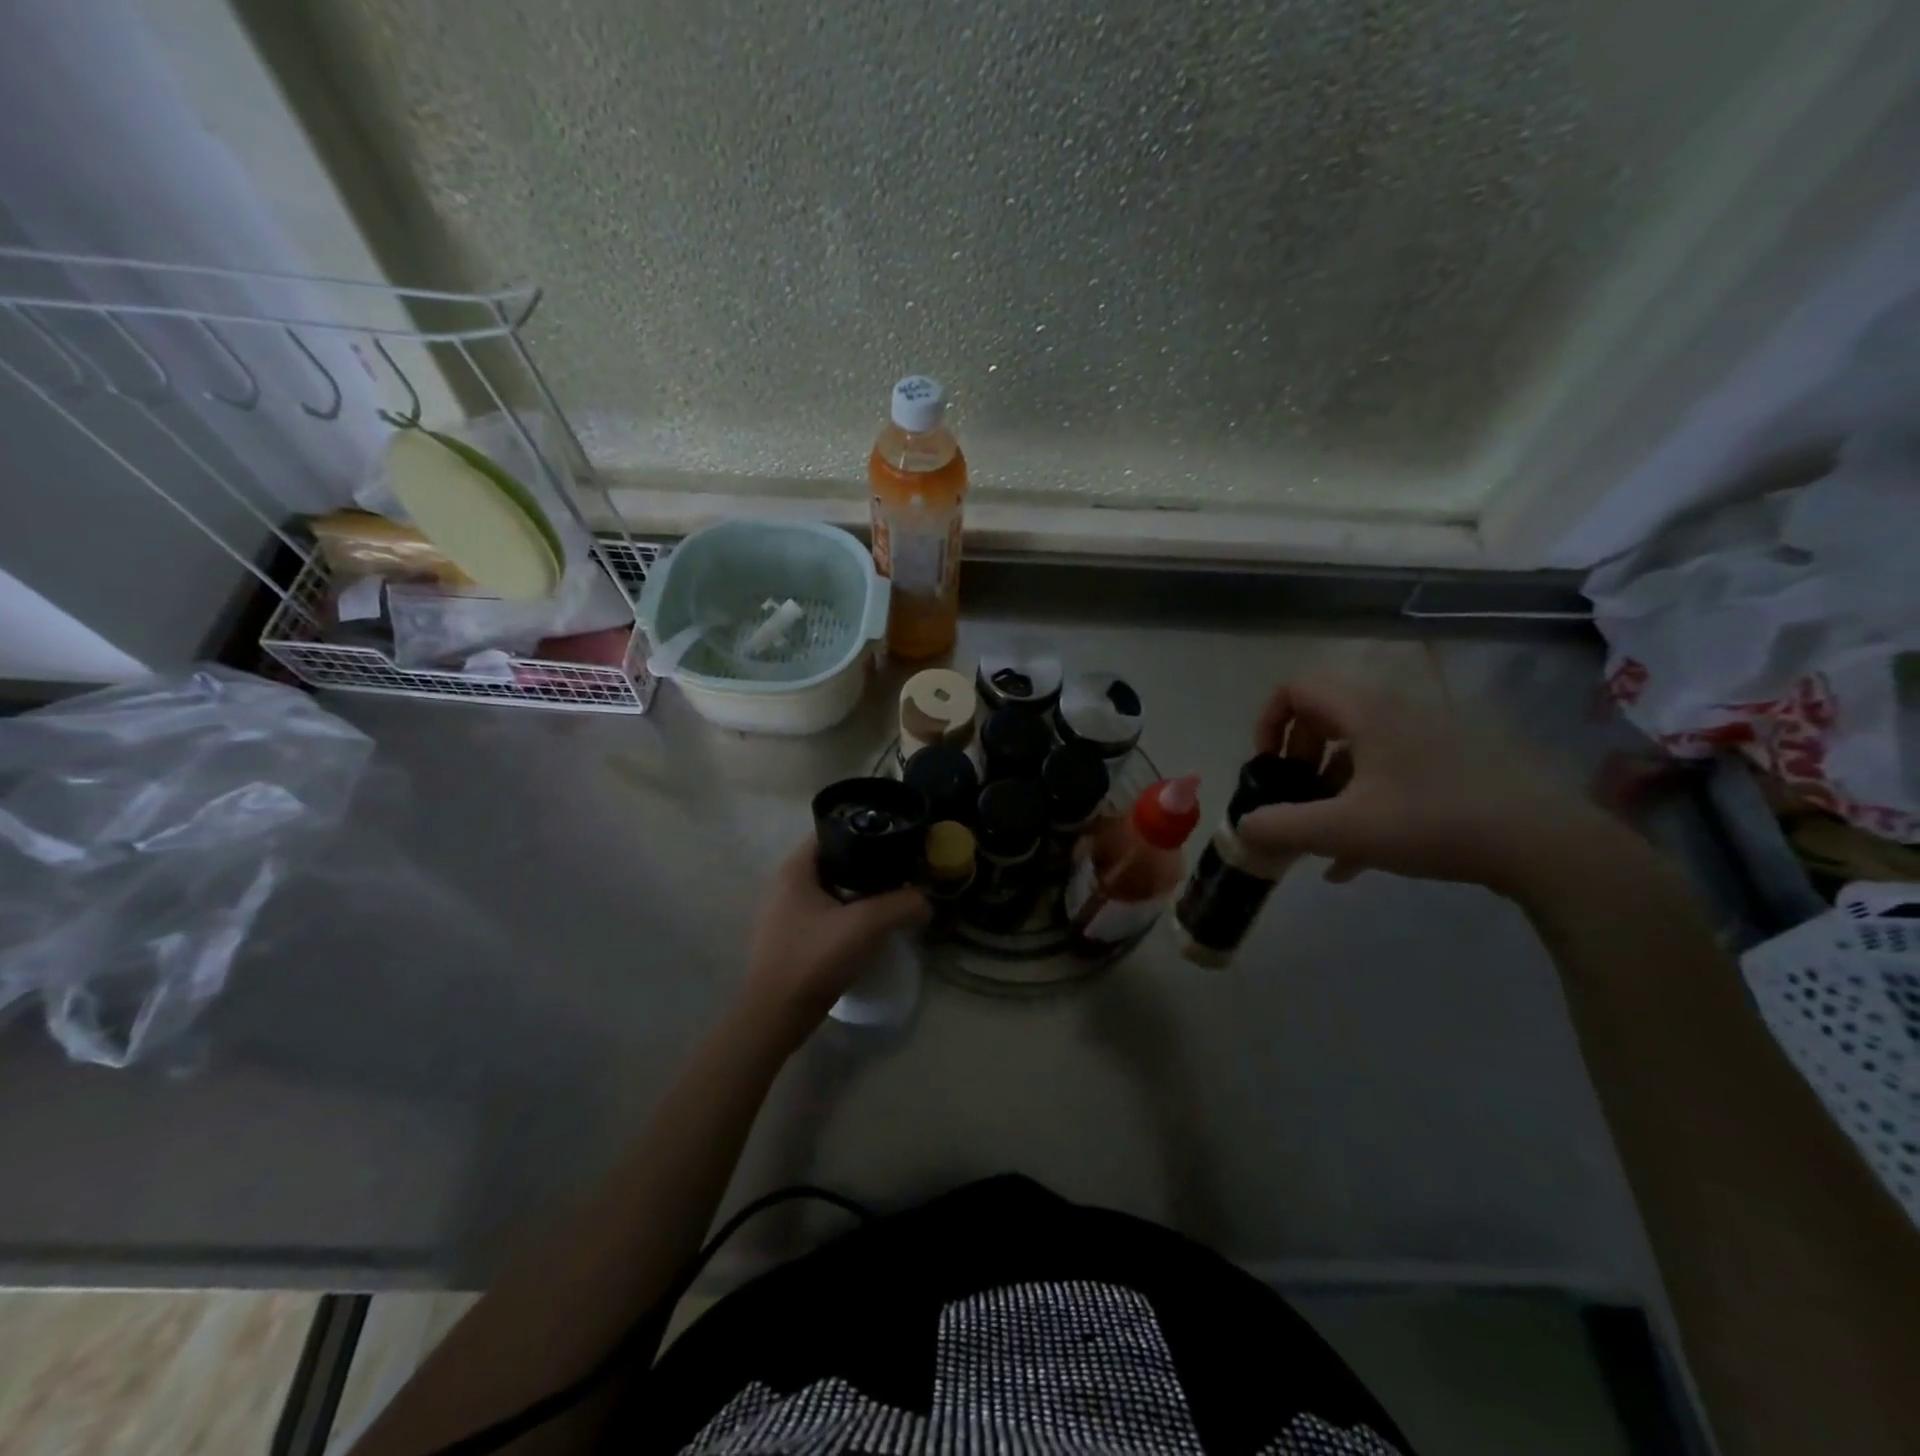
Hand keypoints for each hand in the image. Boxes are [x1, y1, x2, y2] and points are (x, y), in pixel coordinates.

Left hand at [742, 837, 930, 1038]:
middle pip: (834, 860)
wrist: (776, 1016)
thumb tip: (927, 902)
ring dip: (860, 891)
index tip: (894, 837)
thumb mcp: (866, 925)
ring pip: (831, 889)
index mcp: (795, 869)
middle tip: (901, 868)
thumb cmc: (814, 959)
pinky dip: (849, 913)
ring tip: (893, 895)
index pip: (831, 830)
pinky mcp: (793, 939)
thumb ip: (902, 905)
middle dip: (867, 863)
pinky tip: (872, 926)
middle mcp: (786, 885)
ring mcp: (786, 914)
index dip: (863, 828)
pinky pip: (827, 914)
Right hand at [1241, 680, 1619, 895]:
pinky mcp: (1453, 763)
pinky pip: (1389, 770)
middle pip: (1323, 718)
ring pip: (1357, 749)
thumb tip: (1241, 828)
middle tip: (1293, 799)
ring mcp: (1429, 736)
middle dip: (1296, 760)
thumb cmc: (1434, 822)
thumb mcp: (1345, 830)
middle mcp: (1395, 711)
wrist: (1547, 845)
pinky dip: (1362, 801)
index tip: (1267, 767)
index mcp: (1365, 711)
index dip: (1267, 723)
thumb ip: (1282, 827)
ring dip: (1328, 786)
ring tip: (1322, 836)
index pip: (1295, 690)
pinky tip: (1355, 858)